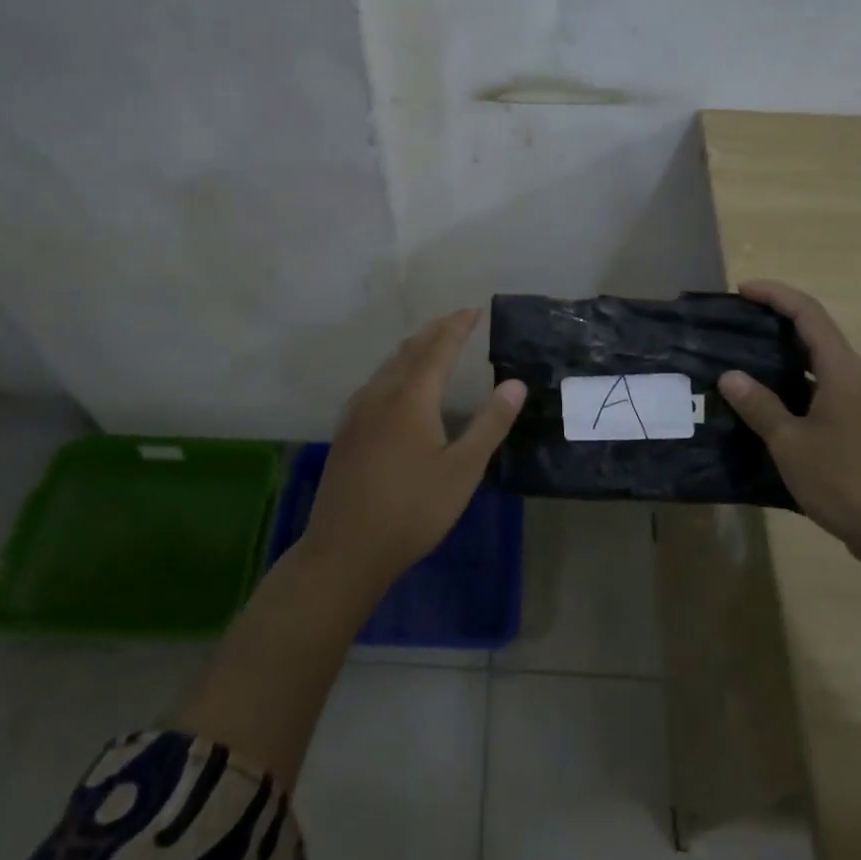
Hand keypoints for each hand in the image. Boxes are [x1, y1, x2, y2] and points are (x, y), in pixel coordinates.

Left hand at [303, 308, 526, 590]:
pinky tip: (398, 386)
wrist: (345, 550)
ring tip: (432, 345)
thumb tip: (515, 383)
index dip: (457, 326)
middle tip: (457, 321)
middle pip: (409, 349)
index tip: (474, 310)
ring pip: (388, 365)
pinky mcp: (346, 431)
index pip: (438, 348)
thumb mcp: (462, 470)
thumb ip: (490, 424)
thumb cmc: (413, 510)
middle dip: (435, 331)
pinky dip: (396, 368)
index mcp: (411, 398)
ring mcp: (358, 412)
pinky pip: (375, 382)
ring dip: (413, 348)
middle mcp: (381, 394)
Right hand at [717, 280, 860, 572]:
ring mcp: (854, 402)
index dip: (774, 294)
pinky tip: (759, 403)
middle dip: (773, 319)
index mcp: (840, 369)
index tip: (740, 291)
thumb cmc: (847, 480)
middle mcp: (850, 376)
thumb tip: (729, 375)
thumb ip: (760, 406)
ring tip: (737, 358)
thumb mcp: (792, 443)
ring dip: (778, 353)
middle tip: (731, 323)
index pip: (807, 312)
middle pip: (811, 331)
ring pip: (813, 362)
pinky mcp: (852, 426)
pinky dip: (786, 385)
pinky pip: (814, 389)